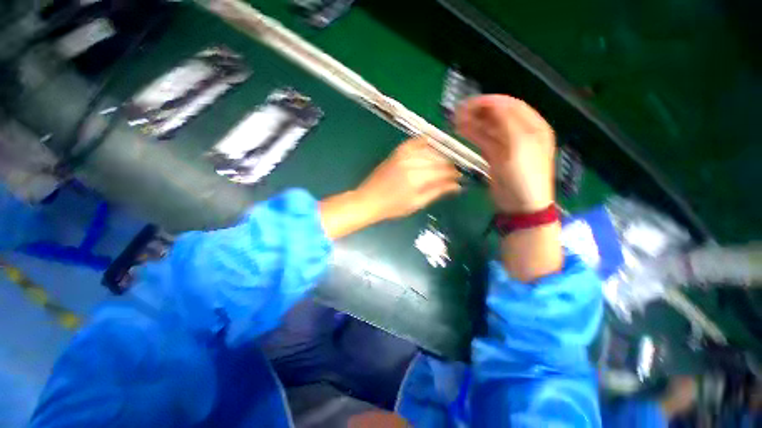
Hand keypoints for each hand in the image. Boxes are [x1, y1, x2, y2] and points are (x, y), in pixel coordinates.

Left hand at [355, 137, 461, 220]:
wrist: (369, 200)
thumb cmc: (393, 207)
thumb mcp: (417, 203)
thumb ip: (437, 192)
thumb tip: (456, 186)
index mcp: (417, 178)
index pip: (443, 171)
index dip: (453, 174)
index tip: (459, 177)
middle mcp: (412, 163)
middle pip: (438, 159)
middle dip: (448, 165)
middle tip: (453, 172)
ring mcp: (403, 156)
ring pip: (428, 150)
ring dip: (439, 155)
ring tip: (443, 163)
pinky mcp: (396, 153)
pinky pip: (413, 142)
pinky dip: (423, 142)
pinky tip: (430, 143)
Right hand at [455, 95, 555, 213]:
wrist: (521, 205)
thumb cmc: (525, 175)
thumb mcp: (521, 146)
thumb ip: (507, 123)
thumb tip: (492, 105)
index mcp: (533, 127)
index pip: (511, 106)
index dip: (491, 102)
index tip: (471, 103)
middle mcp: (520, 133)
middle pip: (498, 116)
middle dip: (479, 112)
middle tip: (459, 112)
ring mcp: (506, 146)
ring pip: (488, 128)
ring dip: (473, 122)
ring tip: (456, 120)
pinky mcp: (495, 157)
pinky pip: (483, 141)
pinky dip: (472, 135)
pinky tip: (461, 130)